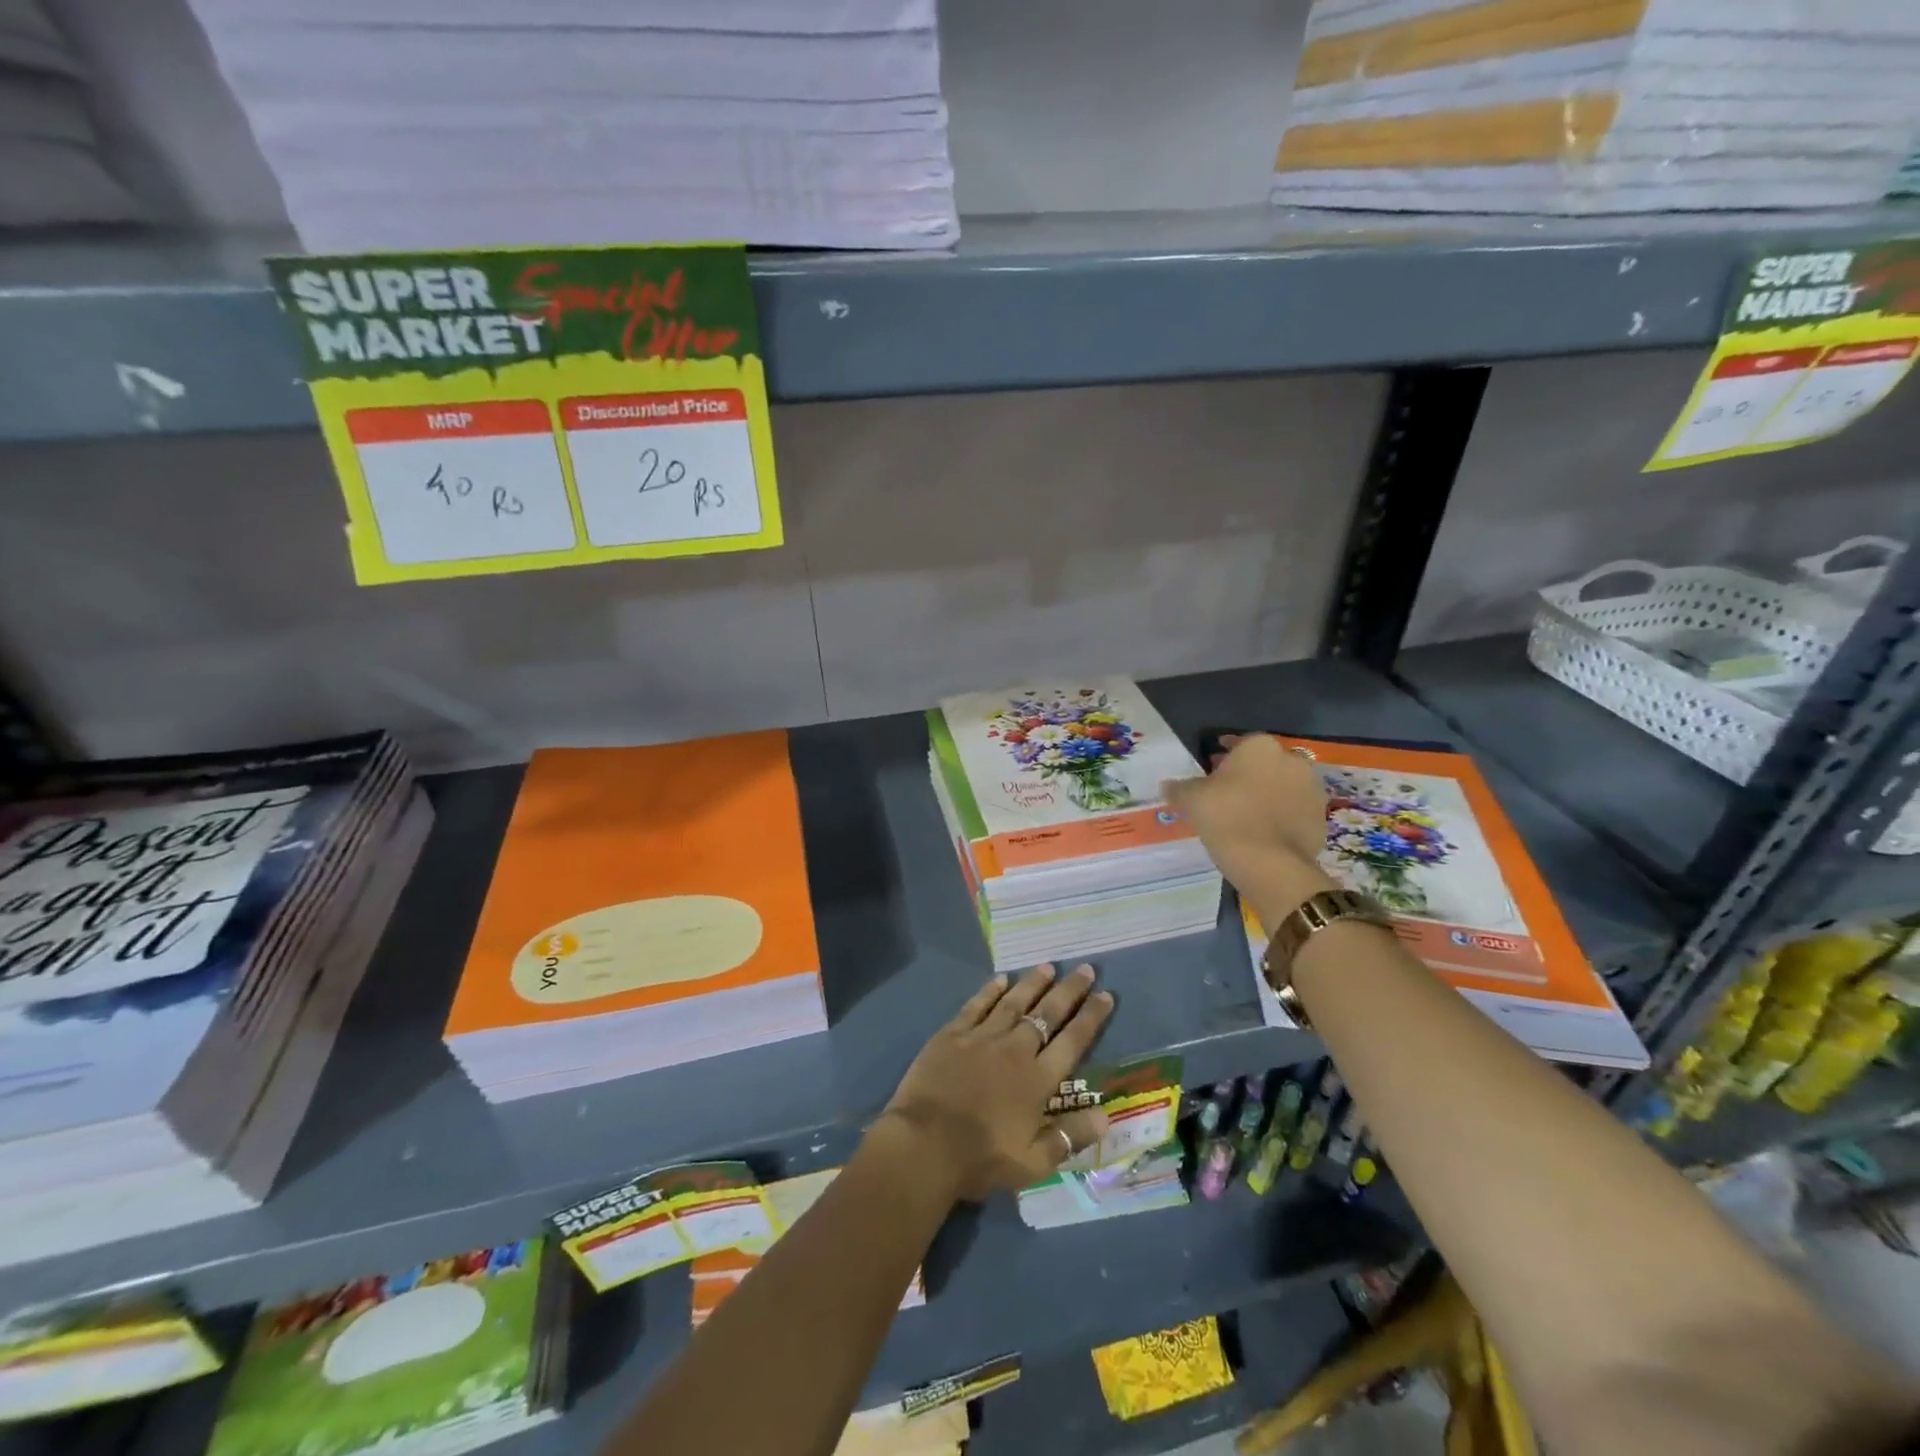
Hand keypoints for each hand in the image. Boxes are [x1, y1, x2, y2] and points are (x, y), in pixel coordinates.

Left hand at [880, 964, 1113, 1202]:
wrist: (924, 1145)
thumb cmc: (981, 1159)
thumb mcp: (1033, 1163)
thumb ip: (1070, 1137)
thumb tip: (1106, 1117)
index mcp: (1038, 1080)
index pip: (1073, 1041)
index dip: (1091, 1017)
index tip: (1106, 995)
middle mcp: (1015, 1050)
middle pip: (1047, 1013)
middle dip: (1069, 990)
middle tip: (1086, 968)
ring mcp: (982, 1037)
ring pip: (1014, 1002)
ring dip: (1033, 983)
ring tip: (1048, 966)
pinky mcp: (952, 1034)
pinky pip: (977, 1005)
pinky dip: (990, 990)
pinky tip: (1001, 978)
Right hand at [1161, 733, 1330, 889]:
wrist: (1269, 862)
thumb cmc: (1226, 817)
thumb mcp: (1192, 799)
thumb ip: (1180, 788)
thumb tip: (1167, 785)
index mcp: (1260, 747)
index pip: (1239, 743)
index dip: (1224, 756)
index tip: (1212, 768)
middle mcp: (1291, 760)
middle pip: (1265, 763)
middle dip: (1249, 773)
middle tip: (1227, 792)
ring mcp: (1311, 789)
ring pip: (1284, 785)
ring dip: (1269, 793)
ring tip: (1247, 813)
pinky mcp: (1321, 817)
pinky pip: (1296, 810)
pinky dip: (1282, 816)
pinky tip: (1264, 832)